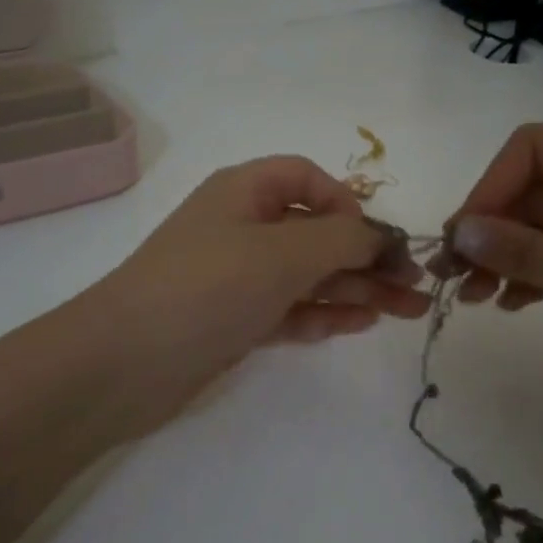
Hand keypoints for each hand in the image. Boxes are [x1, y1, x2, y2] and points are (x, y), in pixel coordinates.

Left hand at [90, 157, 429, 426]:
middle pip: (316, 233)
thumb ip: (343, 239)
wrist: (124, 362)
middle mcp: (241, 228)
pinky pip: (288, 309)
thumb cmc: (208, 286)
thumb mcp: (284, 251)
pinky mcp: (233, 320)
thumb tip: (383, 238)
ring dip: (356, 289)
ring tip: (407, 312)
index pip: (307, 179)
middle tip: (417, 289)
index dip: (347, 203)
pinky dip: (323, 314)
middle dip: (368, 257)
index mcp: (245, 192)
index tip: (374, 239)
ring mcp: (236, 277)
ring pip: (307, 275)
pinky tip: (360, 324)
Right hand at [444, 124, 542, 425]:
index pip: (533, 149)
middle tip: (454, 277)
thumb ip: (523, 252)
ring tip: (474, 298)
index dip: (490, 186)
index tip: (463, 236)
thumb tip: (458, 232)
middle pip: (534, 191)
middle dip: (491, 231)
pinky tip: (511, 305)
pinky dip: (536, 277)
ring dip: (506, 258)